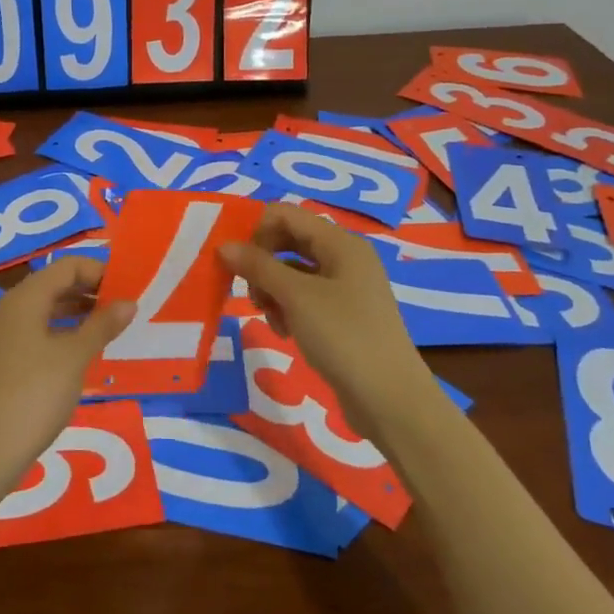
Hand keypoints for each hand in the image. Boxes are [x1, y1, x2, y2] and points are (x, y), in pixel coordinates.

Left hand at [0, 258, 135, 508]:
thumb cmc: (36, 394)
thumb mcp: (75, 357)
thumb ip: (102, 325)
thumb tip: (128, 302)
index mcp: (24, 299)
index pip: (66, 266)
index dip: (98, 271)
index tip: (127, 288)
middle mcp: (8, 310)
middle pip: (53, 285)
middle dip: (88, 291)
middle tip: (122, 308)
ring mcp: (0, 337)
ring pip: (43, 310)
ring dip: (75, 313)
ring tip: (108, 328)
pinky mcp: (0, 362)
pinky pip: (34, 332)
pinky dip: (60, 333)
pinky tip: (80, 353)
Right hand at [219, 204, 430, 425]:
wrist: (390, 399)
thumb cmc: (343, 337)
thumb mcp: (296, 297)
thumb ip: (258, 266)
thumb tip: (224, 246)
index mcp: (340, 242)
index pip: (285, 214)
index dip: (256, 231)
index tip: (236, 262)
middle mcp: (344, 257)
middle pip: (289, 241)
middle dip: (262, 262)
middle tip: (249, 292)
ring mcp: (346, 287)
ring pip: (293, 271)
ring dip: (272, 288)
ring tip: (268, 316)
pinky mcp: (343, 315)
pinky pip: (304, 297)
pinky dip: (287, 307)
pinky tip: (284, 331)